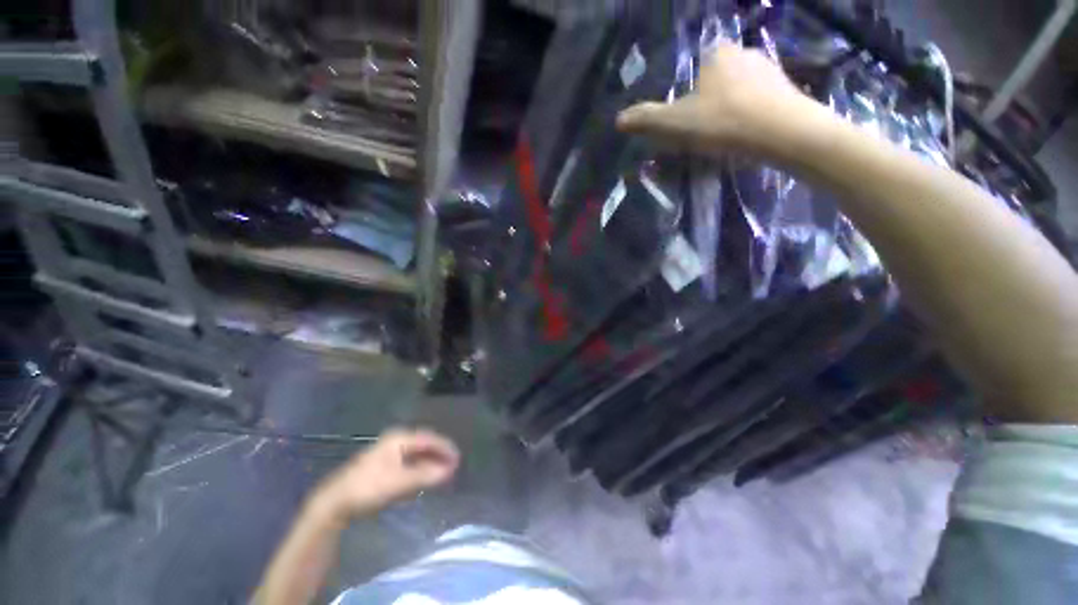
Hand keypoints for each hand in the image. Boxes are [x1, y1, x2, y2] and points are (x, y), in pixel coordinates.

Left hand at [313, 428, 459, 520]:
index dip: (445, 447)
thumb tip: (449, 470)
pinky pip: (409, 461)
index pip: (429, 439)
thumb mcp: (399, 481)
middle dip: (439, 454)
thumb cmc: (369, 487)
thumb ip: (425, 475)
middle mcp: (396, 440)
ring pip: (416, 453)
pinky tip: (424, 476)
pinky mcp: (384, 463)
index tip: (458, 458)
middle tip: (452, 465)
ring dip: (430, 461)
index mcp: (400, 438)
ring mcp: (389, 451)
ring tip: (442, 471)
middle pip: (424, 444)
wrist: (336, 501)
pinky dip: (419, 467)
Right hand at [617, 43, 814, 156]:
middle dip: (709, 102)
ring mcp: (769, 68)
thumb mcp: (674, 123)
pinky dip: (751, 114)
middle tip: (705, 132)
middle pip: (717, 79)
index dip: (687, 97)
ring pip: (740, 89)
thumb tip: (618, 120)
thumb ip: (646, 119)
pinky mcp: (787, 87)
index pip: (694, 70)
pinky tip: (748, 133)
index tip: (687, 121)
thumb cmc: (722, 121)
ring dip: (731, 108)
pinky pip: (760, 100)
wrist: (780, 131)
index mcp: (715, 55)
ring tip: (727, 135)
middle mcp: (743, 52)